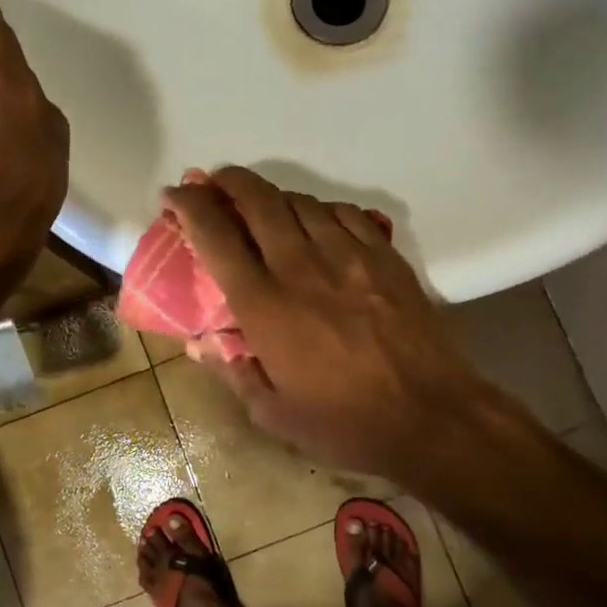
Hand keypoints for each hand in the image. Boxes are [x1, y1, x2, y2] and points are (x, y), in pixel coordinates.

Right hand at [162, 166, 503, 485]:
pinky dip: (319, 210)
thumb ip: (233, 372)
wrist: (432, 416)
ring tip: (263, 208)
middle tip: (213, 184)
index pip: (216, 236)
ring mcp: (348, 255)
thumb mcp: (273, 414)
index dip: (189, 206)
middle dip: (228, 182)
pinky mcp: (384, 256)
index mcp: (265, 305)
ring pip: (301, 202)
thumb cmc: (345, 424)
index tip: (174, 195)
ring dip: (273, 197)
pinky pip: (344, 213)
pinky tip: (317, 223)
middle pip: (259, 201)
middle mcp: (301, 267)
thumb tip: (201, 345)